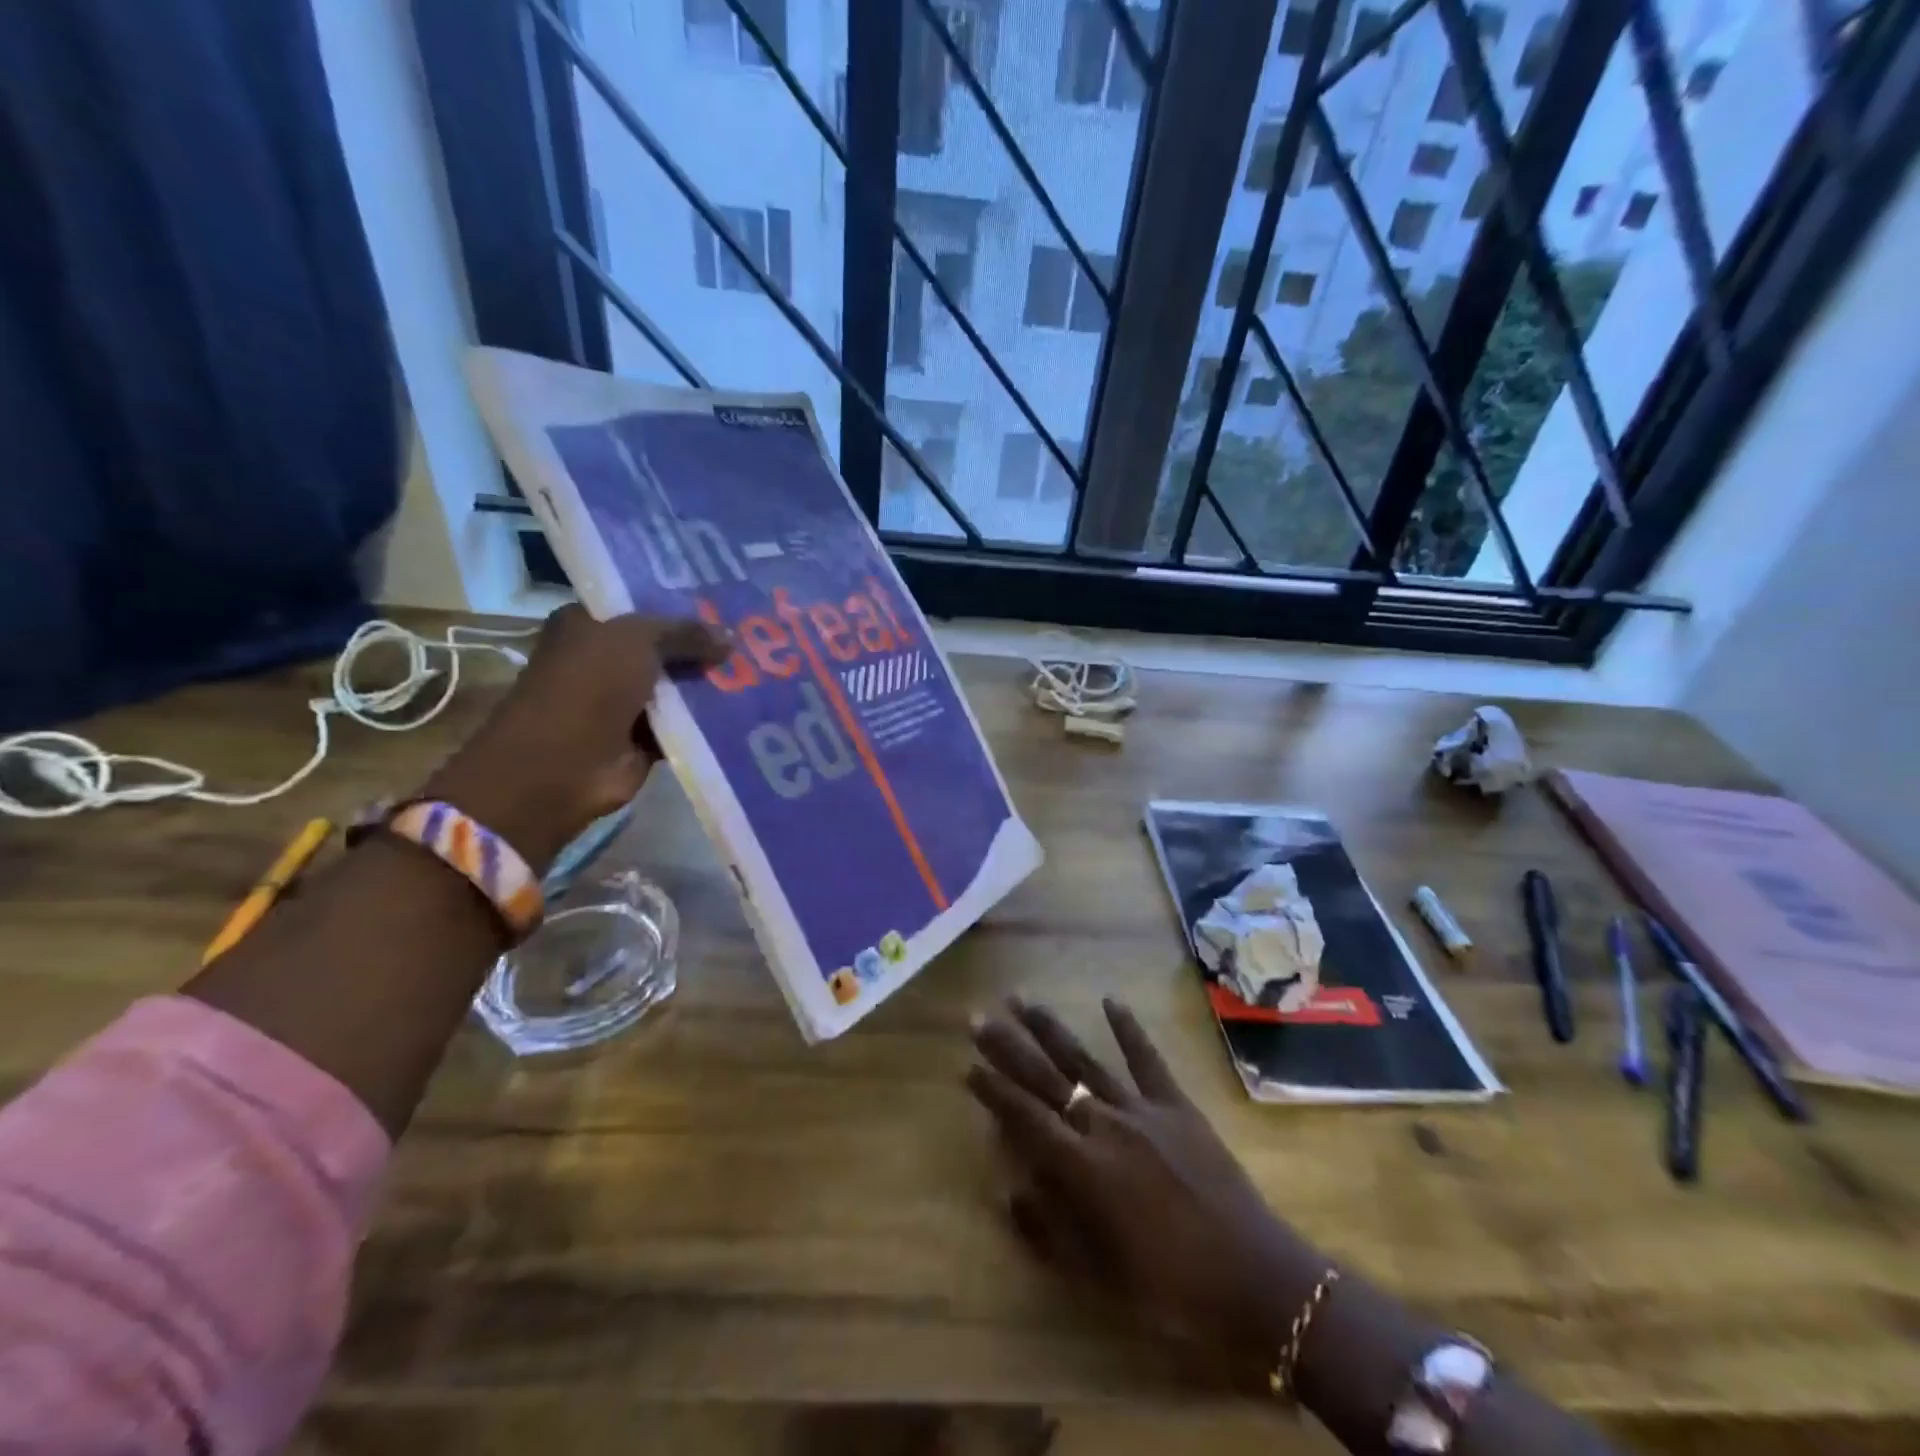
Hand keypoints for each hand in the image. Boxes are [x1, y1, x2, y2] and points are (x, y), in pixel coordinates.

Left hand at [423, 605, 727, 872]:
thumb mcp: (638, 640)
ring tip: (761, 670)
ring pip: (679, 686)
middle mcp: (604, 660)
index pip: (642, 607)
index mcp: (588, 626)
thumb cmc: (587, 686)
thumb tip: (733, 637)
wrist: (561, 764)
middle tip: (752, 637)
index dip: (682, 605)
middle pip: (665, 647)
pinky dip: (709, 720)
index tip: (727, 604)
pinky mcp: (643, 740)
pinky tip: (748, 708)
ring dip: (711, 683)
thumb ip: (686, 632)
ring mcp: (624, 703)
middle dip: (704, 645)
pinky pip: (685, 723)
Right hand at [966, 997, 1323, 1387]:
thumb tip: (1007, 1190)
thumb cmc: (1172, 1290)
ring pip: (1086, 1059)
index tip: (967, 1066)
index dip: (993, 1091)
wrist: (1256, 1281)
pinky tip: (1110, 1000)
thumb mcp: (1100, 1277)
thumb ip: (1049, 1230)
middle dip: (1008, 1047)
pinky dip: (1129, 1029)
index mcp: (1082, 1168)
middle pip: (1046, 1077)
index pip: (1024, 1117)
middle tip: (979, 1018)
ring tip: (1023, 1001)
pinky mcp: (1177, 1105)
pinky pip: (1148, 1059)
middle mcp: (1104, 1125)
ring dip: (1051, 1029)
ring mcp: (1142, 1110)